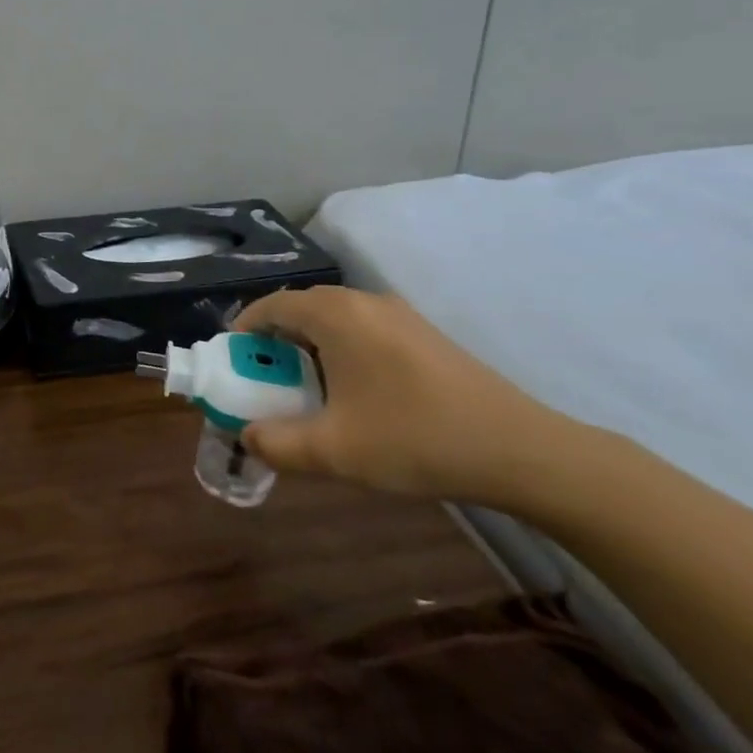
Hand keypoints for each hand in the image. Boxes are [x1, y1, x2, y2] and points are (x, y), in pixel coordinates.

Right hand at [234, 286, 560, 503]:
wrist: (519, 449)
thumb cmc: (414, 439)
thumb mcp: (334, 451)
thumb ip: (277, 443)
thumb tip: (246, 437)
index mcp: (334, 314)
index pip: (271, 305)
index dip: (244, 329)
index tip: (233, 360)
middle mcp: (363, 301)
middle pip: (301, 307)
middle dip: (275, 338)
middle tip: (265, 377)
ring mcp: (398, 313)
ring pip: (334, 317)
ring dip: (309, 343)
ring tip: (306, 386)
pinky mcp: (422, 332)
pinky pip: (363, 327)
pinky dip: (341, 347)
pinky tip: (354, 390)